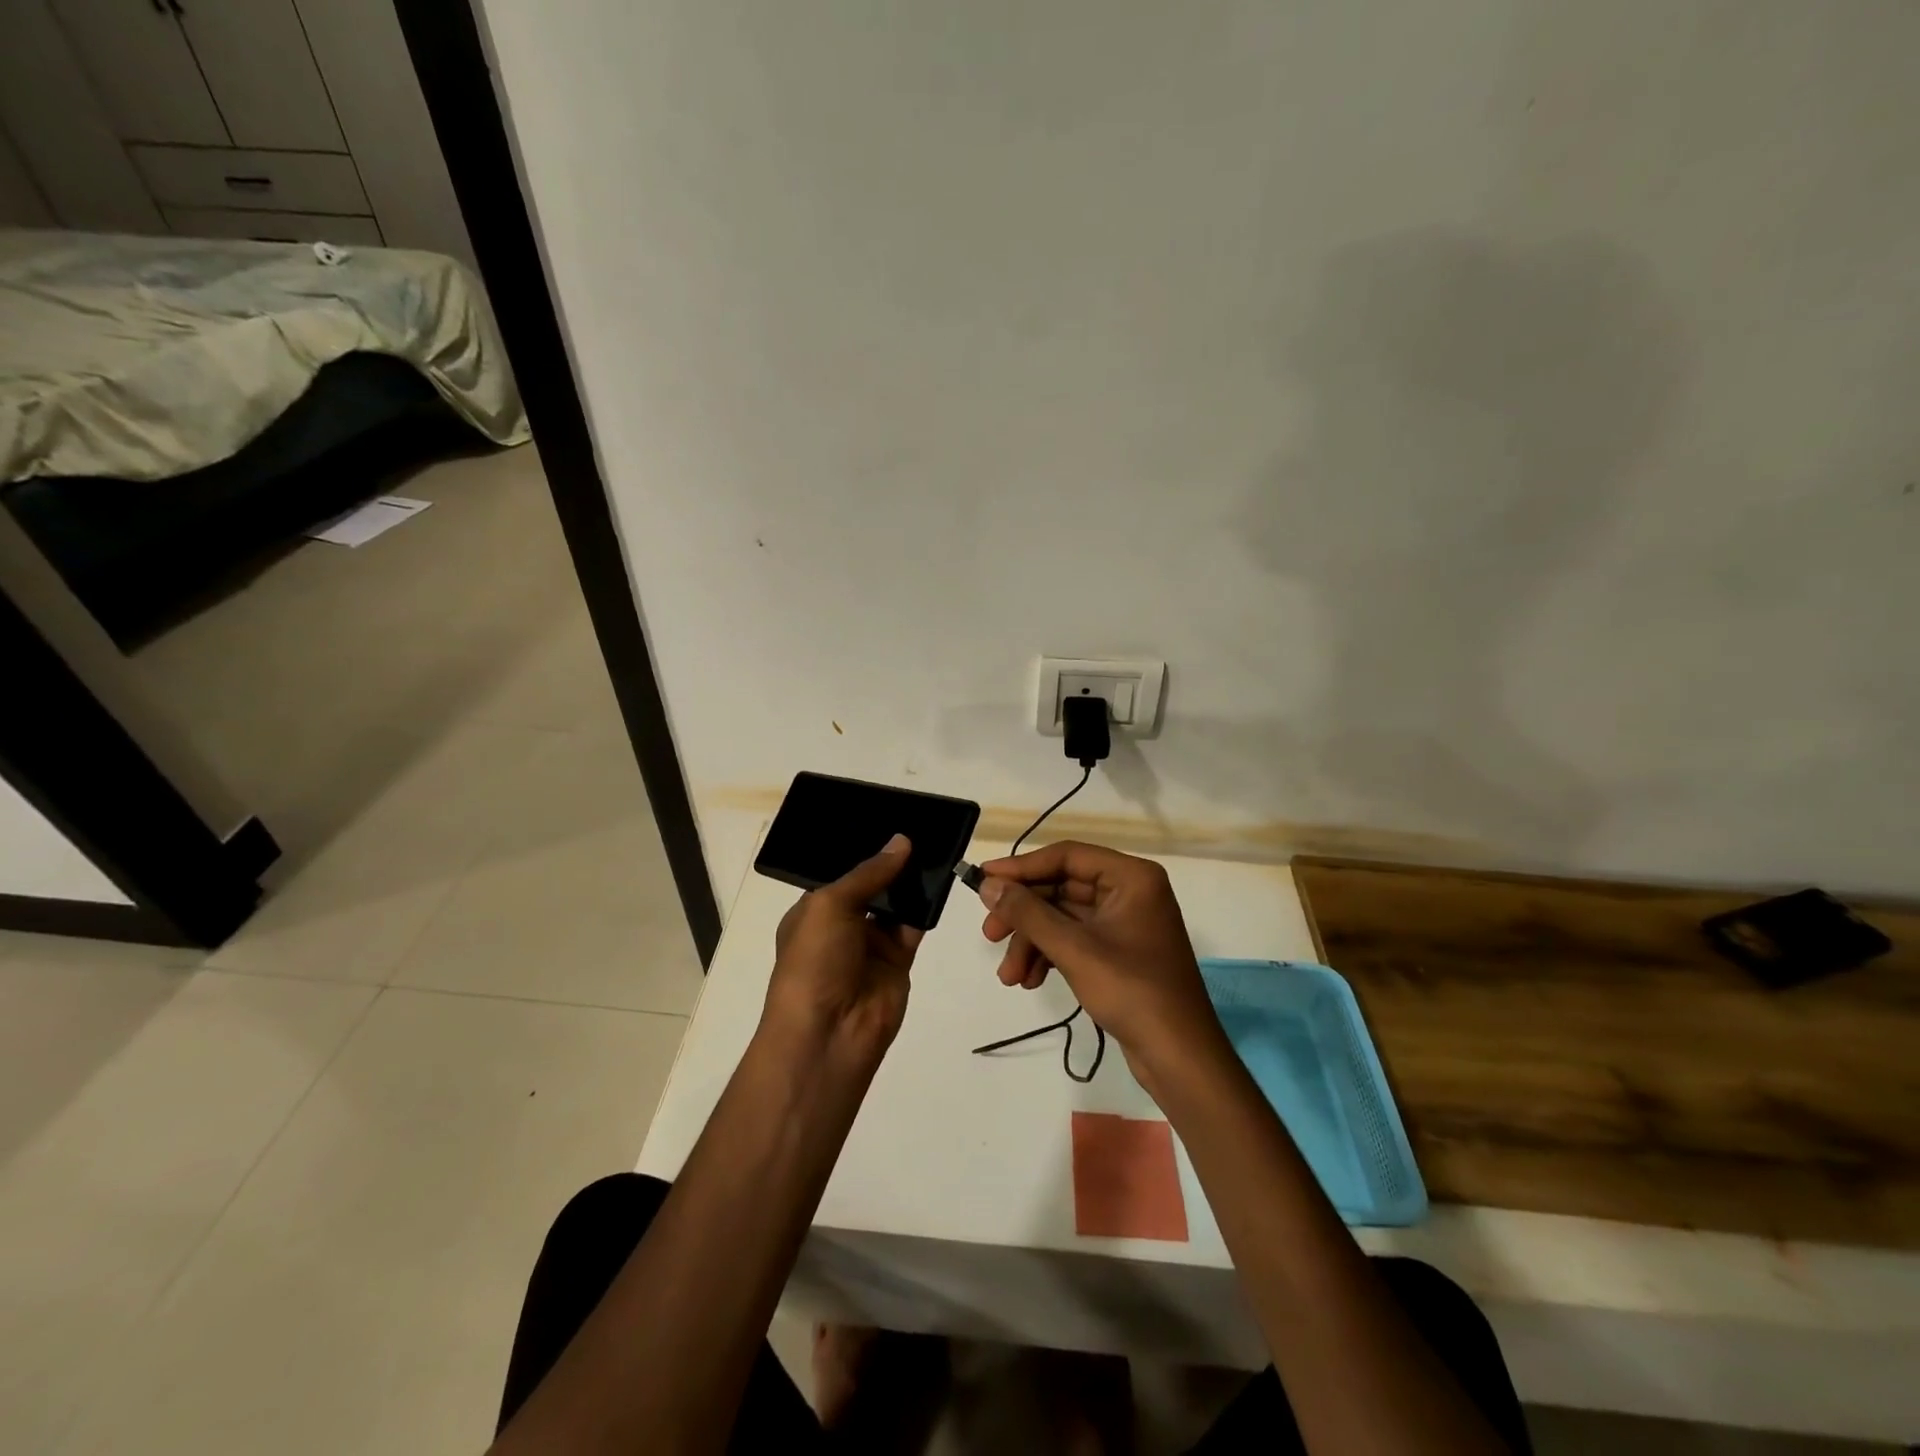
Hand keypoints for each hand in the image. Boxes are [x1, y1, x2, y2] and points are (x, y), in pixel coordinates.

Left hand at [762, 835, 923, 1072]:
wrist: (829, 1033)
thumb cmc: (814, 962)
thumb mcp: (830, 906)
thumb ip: (868, 874)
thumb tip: (901, 842)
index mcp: (814, 911)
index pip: (841, 873)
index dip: (863, 850)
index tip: (889, 819)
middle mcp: (842, 925)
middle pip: (872, 886)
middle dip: (891, 862)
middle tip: (920, 825)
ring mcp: (871, 945)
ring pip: (896, 904)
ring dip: (911, 881)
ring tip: (935, 842)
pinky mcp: (898, 961)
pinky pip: (915, 926)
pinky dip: (927, 906)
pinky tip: (941, 877)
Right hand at [976, 841, 1224, 1082]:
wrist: (1180, 1058)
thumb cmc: (1132, 992)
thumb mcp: (1074, 949)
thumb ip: (1028, 913)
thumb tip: (988, 885)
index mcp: (1131, 877)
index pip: (1067, 857)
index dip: (1022, 867)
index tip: (984, 879)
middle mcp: (1130, 891)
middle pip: (1061, 888)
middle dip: (1024, 915)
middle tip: (989, 934)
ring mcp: (1125, 922)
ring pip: (1063, 917)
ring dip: (1032, 942)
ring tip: (1009, 977)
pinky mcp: (1119, 951)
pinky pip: (1074, 939)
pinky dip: (1049, 955)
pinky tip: (1030, 981)